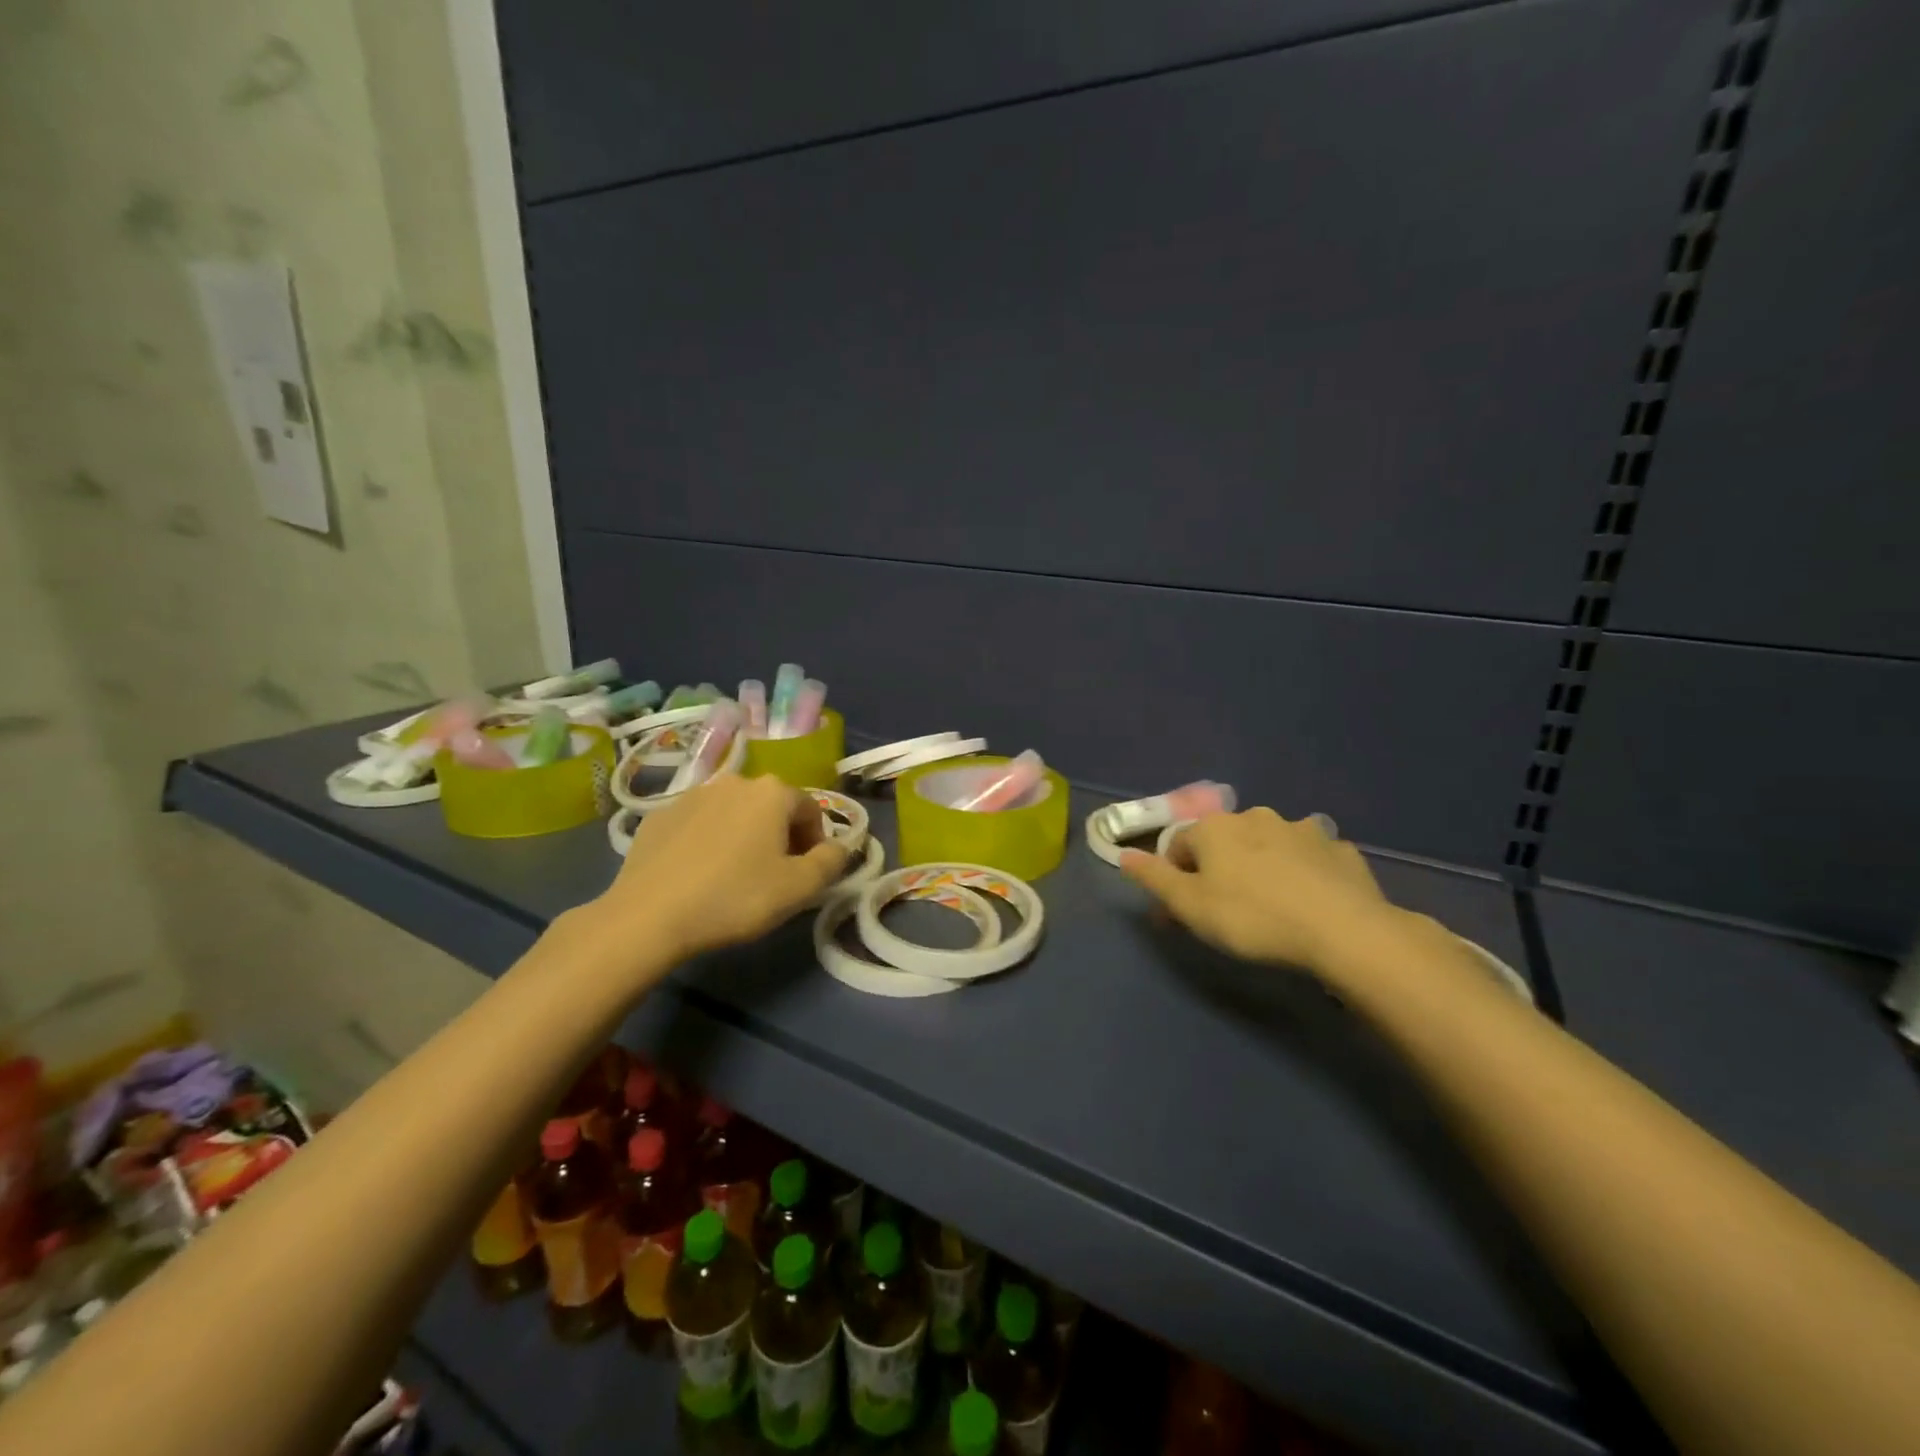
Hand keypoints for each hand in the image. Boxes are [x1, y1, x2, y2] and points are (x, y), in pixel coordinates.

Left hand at [593, 774, 849, 962]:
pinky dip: (709, 841)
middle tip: (775, 876)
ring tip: (735, 875)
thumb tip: (840, 847)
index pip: (811, 810)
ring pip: (734, 813)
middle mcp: (734, 781)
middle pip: (772, 807)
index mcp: (772, 792)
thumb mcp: (799, 888)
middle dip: (781, 836)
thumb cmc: (735, 898)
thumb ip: (831, 862)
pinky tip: (700, 874)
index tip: (807, 874)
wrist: (648, 916)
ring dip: (744, 836)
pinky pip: (699, 824)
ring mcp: (692, 795)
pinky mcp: (659, 815)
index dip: (816, 842)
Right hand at [1120, 807, 1397, 974]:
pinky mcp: (1339, 849)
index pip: (1179, 845)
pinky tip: (1310, 901)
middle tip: (1227, 910)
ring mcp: (1303, 829)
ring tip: (1273, 905)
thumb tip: (1124, 855)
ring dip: (1263, 865)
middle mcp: (1256, 816)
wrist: (1342, 930)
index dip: (1176, 877)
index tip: (1183, 912)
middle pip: (1225, 841)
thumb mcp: (1189, 906)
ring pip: (1270, 844)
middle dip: (1220, 868)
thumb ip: (1154, 878)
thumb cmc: (1252, 917)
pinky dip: (1304, 873)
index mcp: (1215, 828)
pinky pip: (1310, 858)